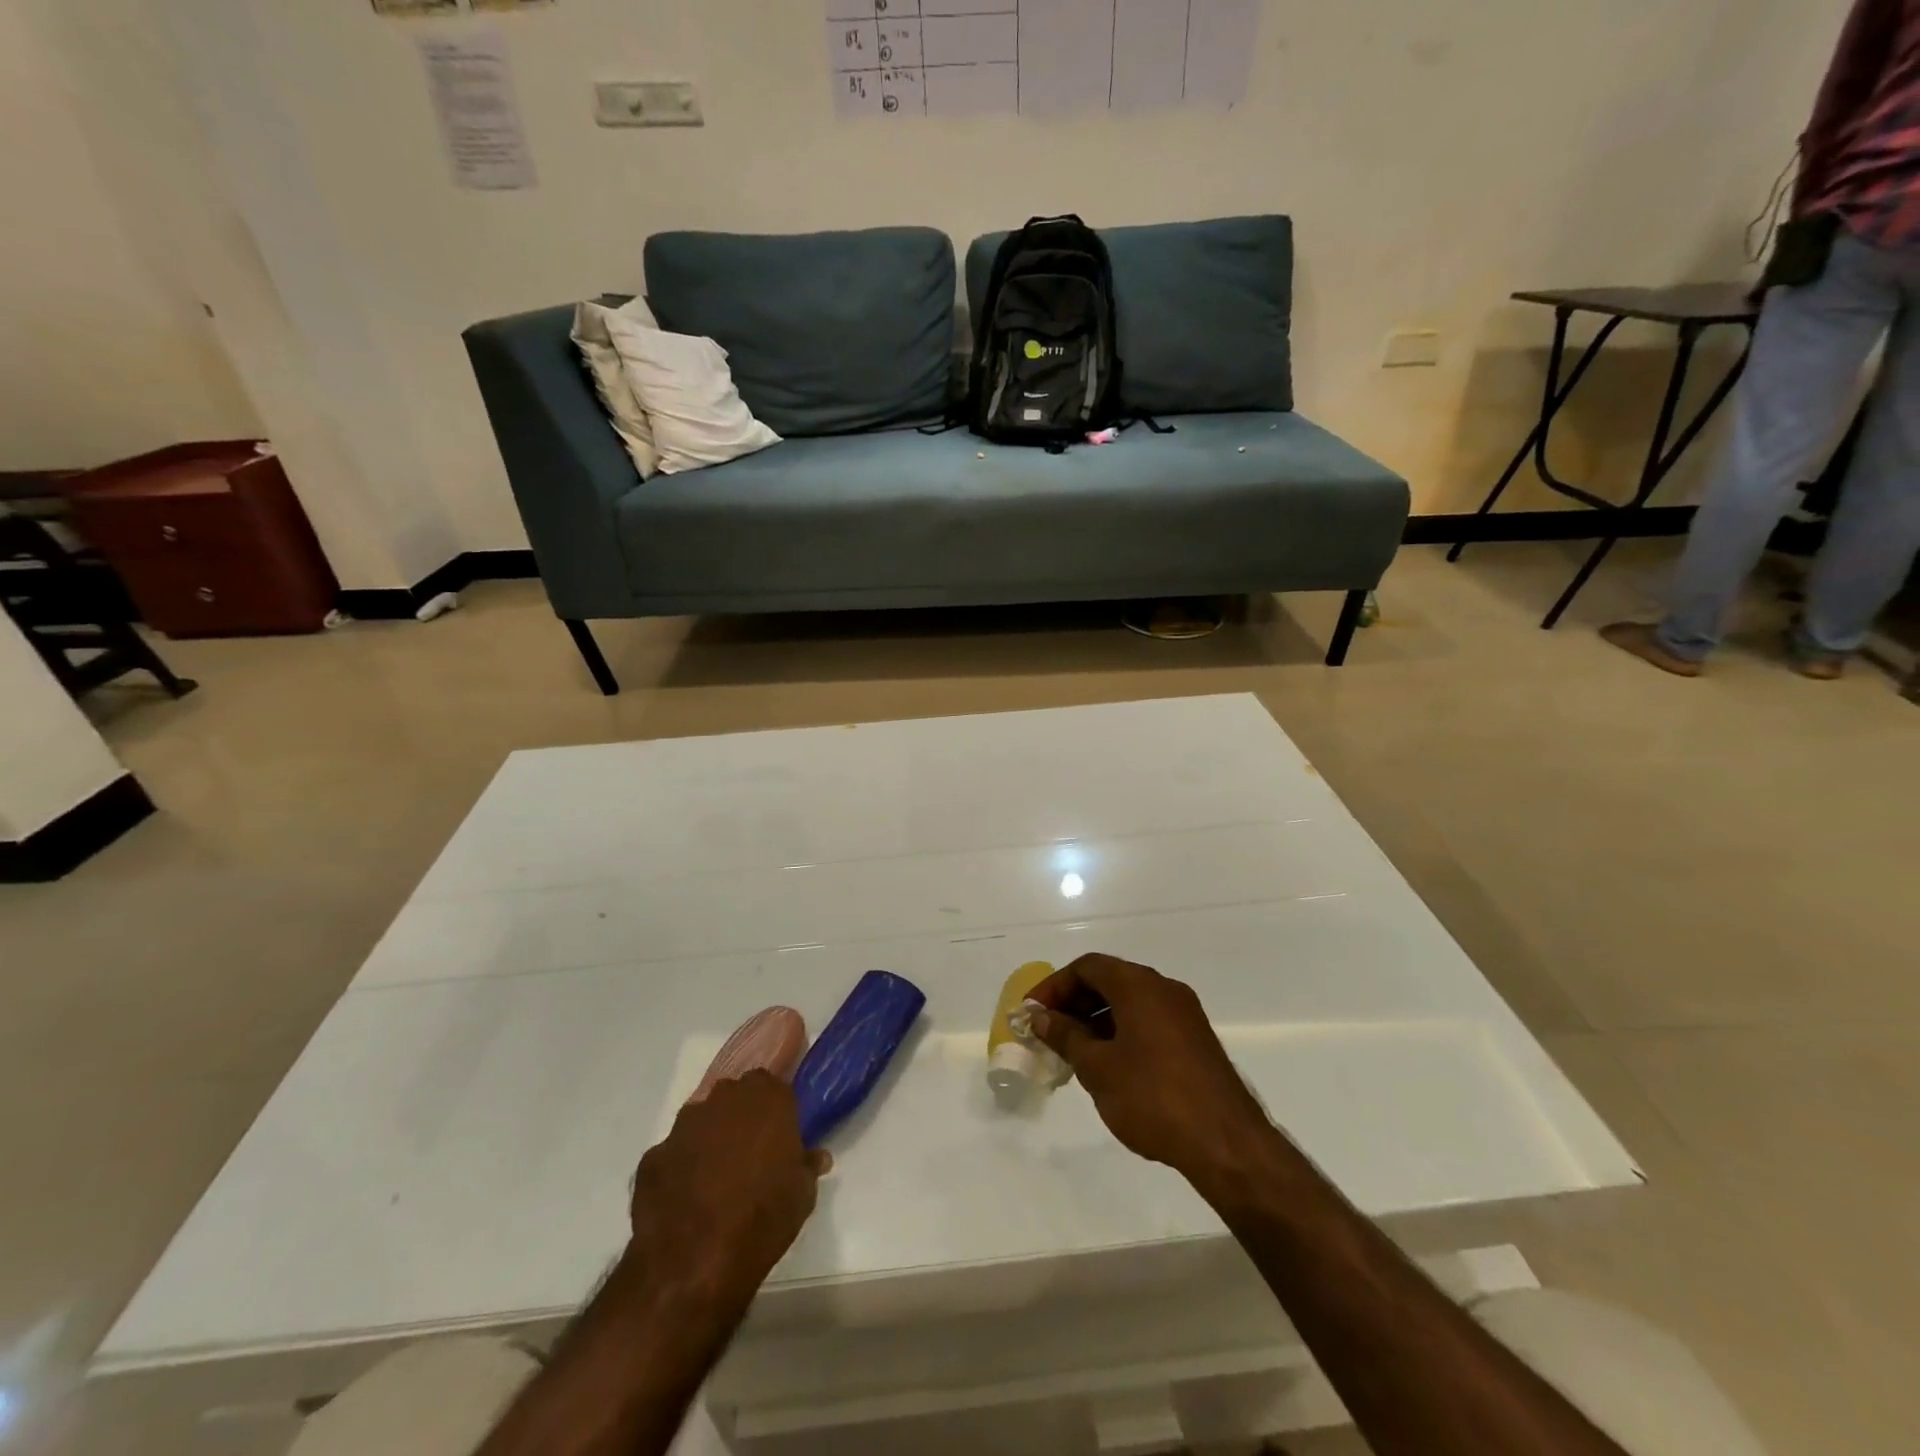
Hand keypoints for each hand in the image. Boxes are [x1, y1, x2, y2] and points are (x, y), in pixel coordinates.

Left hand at [627, 1072, 828, 1310]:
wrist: (693, 1262)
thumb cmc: (762, 1218)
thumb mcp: (802, 1196)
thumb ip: (807, 1166)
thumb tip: (815, 1157)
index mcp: (767, 1099)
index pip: (774, 1086)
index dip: (776, 1109)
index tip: (780, 1134)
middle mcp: (724, 1100)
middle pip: (735, 1096)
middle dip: (742, 1117)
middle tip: (751, 1154)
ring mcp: (683, 1126)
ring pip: (702, 1121)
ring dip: (710, 1140)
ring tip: (716, 1180)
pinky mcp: (652, 1156)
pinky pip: (673, 1155)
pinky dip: (680, 1169)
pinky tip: (686, 1201)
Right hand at [1029, 954, 1272, 1185]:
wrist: (1226, 1143)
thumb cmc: (1153, 1098)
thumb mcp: (1098, 1068)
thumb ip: (1066, 1036)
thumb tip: (1041, 1018)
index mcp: (1139, 985)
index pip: (1087, 967)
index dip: (1055, 985)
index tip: (1033, 1013)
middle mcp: (1164, 989)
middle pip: (1109, 980)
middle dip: (1074, 1002)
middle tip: (1048, 1032)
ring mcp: (1184, 1014)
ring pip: (1129, 1002)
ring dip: (1096, 1019)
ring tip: (1073, 1052)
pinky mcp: (1195, 1040)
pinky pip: (1148, 1020)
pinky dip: (1121, 1031)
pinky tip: (1108, 1064)